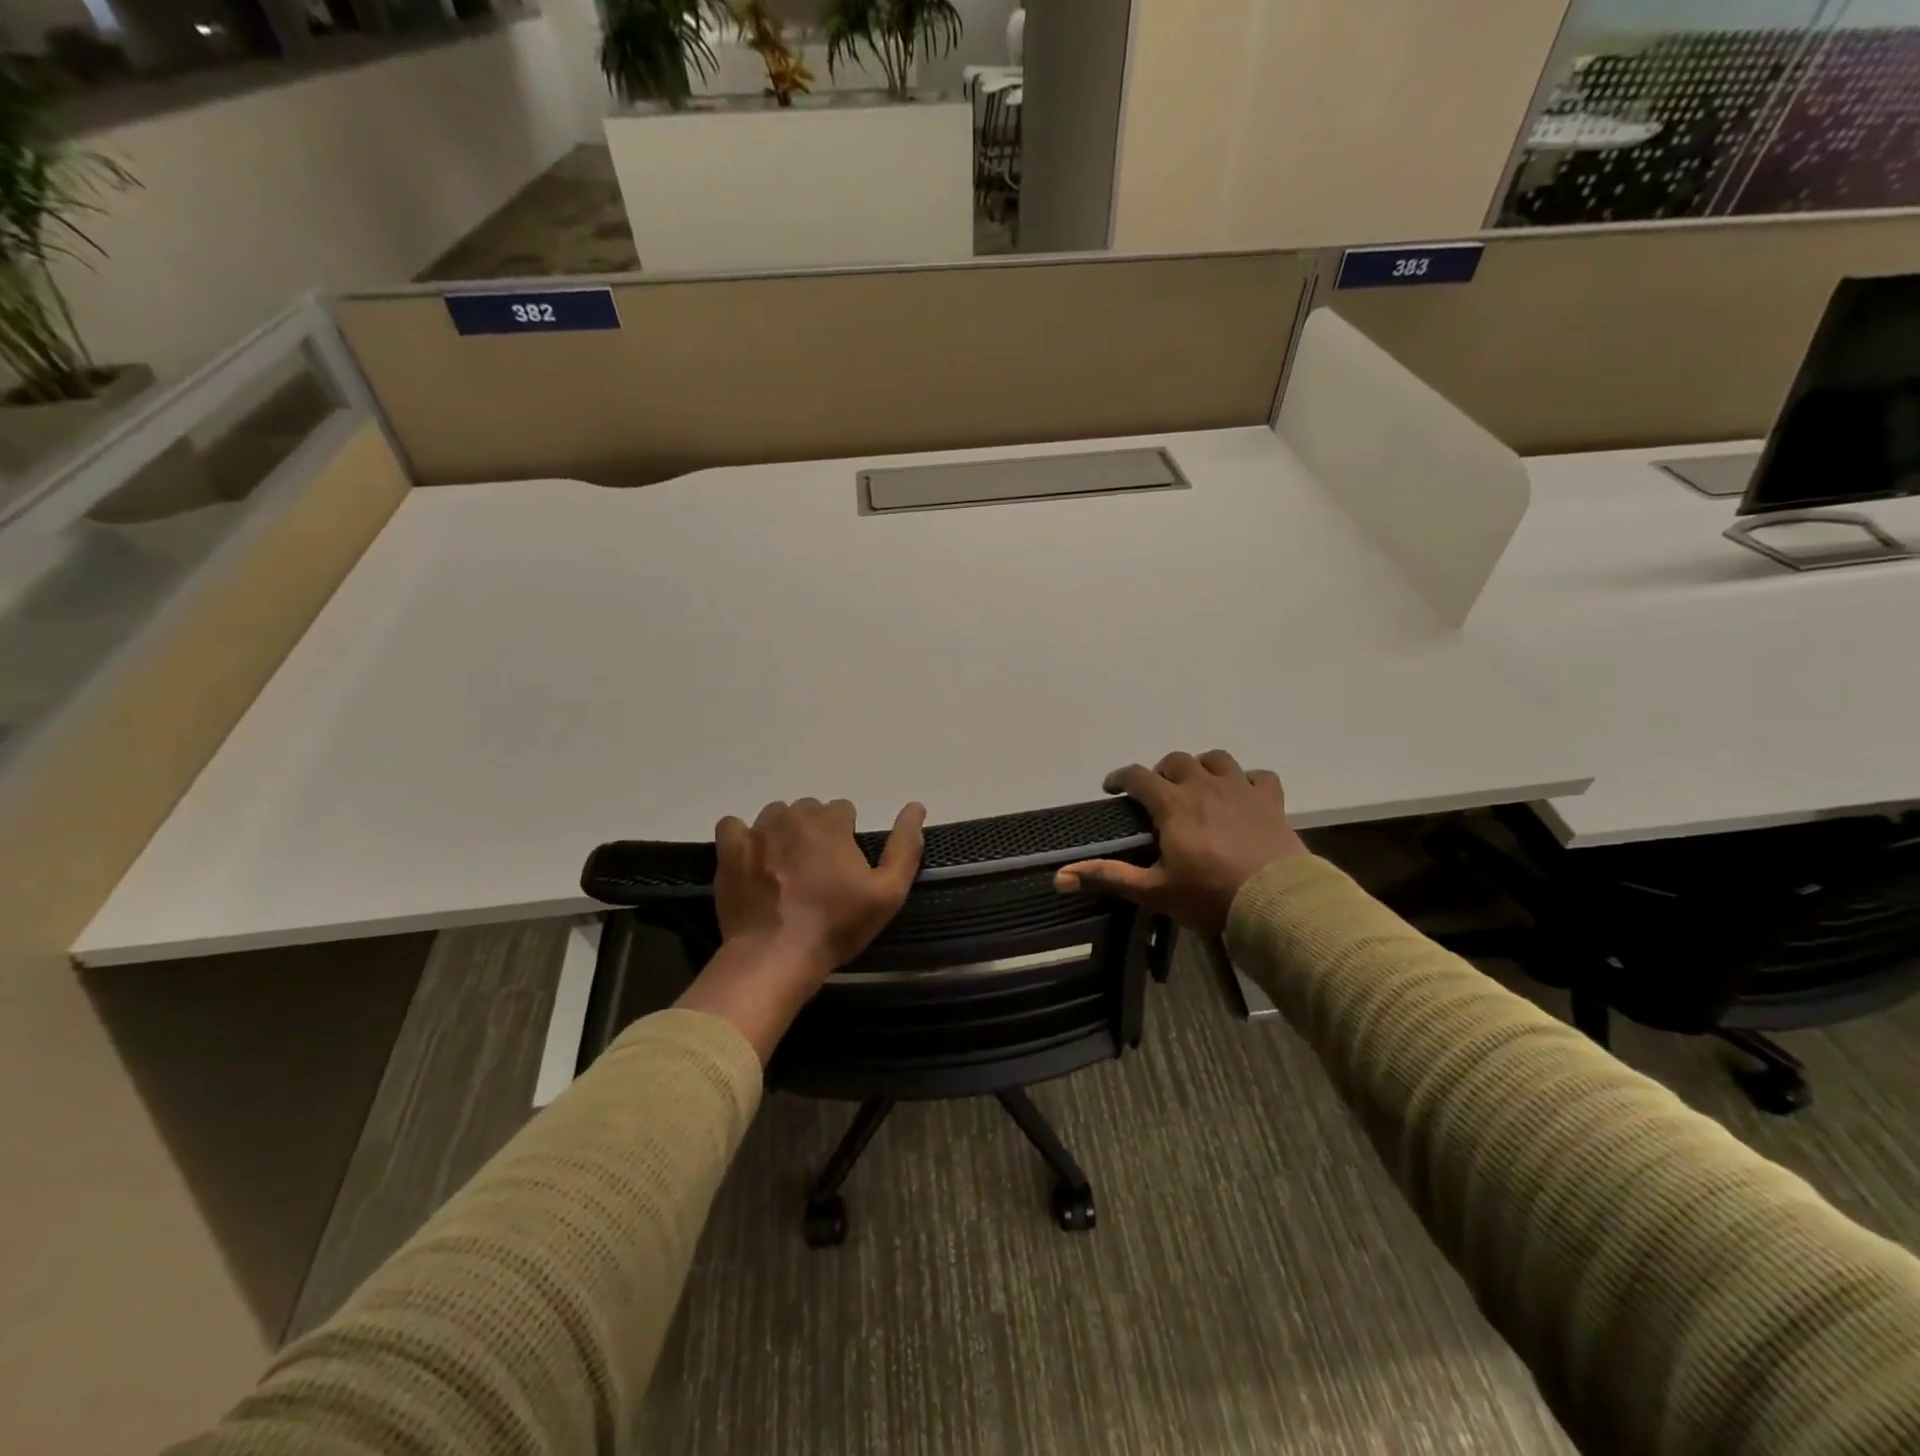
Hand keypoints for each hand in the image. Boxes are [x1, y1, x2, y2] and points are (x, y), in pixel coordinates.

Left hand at [715, 797, 926, 968]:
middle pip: (809, 810)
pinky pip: (733, 826)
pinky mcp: (729, 851)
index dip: (846, 836)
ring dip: (782, 832)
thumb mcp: (888, 893)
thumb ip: (905, 847)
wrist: (775, 956)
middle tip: (817, 870)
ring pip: (774, 815)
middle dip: (815, 832)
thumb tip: (916, 807)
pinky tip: (752, 859)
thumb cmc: (836, 926)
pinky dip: (743, 837)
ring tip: (785, 868)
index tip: (844, 867)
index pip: (843, 810)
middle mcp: (793, 816)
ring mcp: (757, 831)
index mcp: (830, 822)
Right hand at [1054, 751, 1308, 936]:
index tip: (1112, 788)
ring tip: (1198, 785)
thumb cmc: (1209, 896)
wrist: (1276, 903)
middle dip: (1161, 772)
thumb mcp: (1153, 891)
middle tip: (1157, 793)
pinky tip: (1243, 794)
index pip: (1138, 776)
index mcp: (1173, 804)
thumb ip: (1107, 877)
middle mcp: (1204, 786)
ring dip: (1202, 767)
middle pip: (1177, 761)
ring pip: (1217, 759)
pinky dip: (1248, 780)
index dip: (1120, 778)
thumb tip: (1059, 877)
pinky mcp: (1271, 801)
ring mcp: (1241, 790)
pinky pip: (1259, 776)